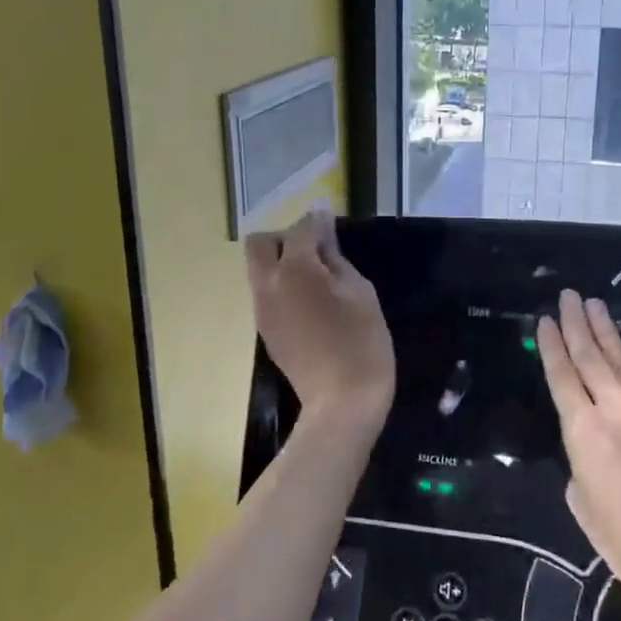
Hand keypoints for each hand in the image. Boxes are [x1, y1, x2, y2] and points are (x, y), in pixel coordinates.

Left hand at [244, 209, 394, 428]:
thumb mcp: (360, 292)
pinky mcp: (265, 330)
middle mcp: (268, 284)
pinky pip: (265, 293)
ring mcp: (262, 309)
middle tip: (316, 252)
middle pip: (260, 243)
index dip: (318, 220)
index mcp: (295, 269)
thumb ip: (335, 256)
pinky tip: (309, 304)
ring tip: (316, 279)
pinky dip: (281, 287)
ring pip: (259, 269)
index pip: (301, 228)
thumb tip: (322, 228)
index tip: (332, 218)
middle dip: (285, 238)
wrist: (341, 402)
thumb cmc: (362, 342)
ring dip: (281, 263)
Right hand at [536, 290, 620, 620]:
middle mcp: (614, 409)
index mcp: (583, 433)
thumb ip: (580, 461)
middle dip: (574, 323)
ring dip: (607, 327)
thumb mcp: (583, 504)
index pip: (561, 377)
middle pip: (589, 357)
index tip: (543, 320)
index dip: (550, 346)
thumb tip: (591, 440)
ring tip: (593, 302)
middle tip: (567, 295)